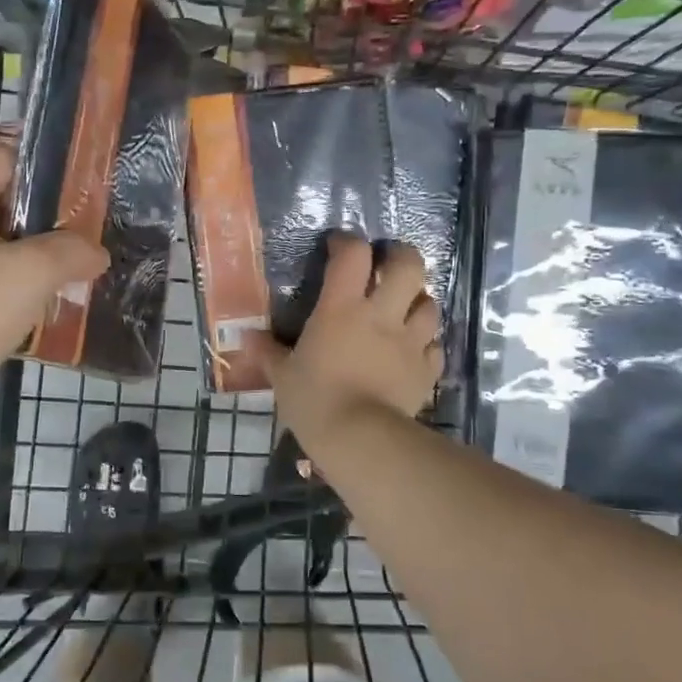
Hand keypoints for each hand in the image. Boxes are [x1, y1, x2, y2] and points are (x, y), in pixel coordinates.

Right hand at [248, 234, 441, 439]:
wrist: (360, 439)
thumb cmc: (314, 400)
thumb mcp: (282, 376)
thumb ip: (267, 353)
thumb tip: (246, 338)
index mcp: (341, 308)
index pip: (353, 255)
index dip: (348, 242)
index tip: (338, 246)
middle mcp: (382, 315)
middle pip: (409, 267)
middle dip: (401, 257)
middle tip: (387, 264)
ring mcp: (410, 342)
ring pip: (429, 304)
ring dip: (418, 301)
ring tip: (404, 310)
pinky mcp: (427, 371)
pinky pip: (434, 347)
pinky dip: (426, 344)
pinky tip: (414, 352)